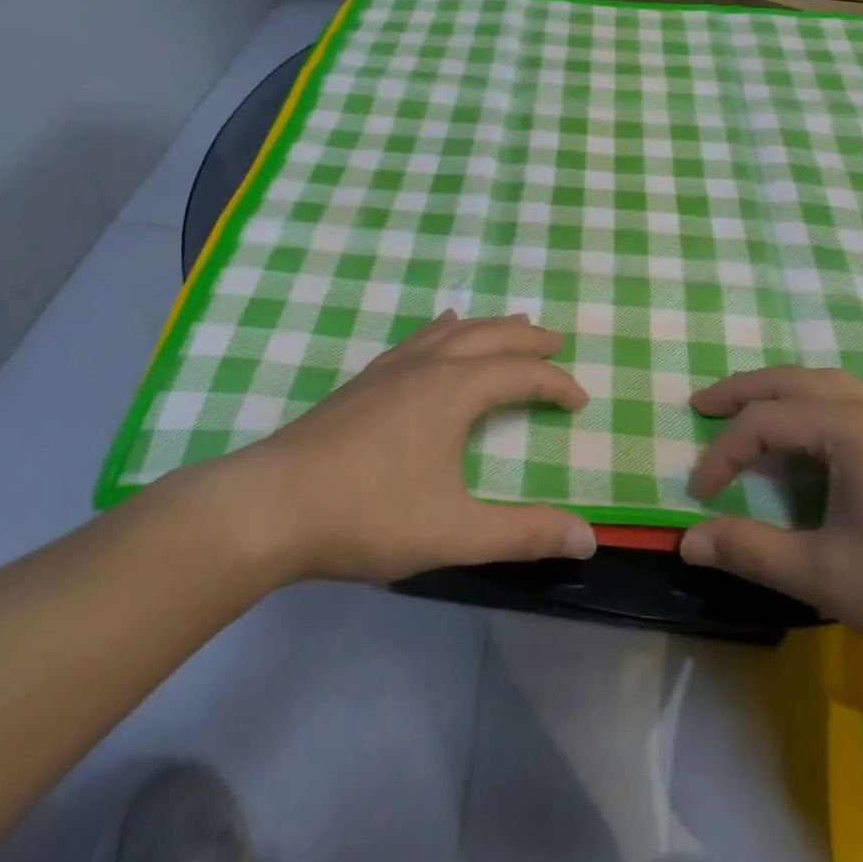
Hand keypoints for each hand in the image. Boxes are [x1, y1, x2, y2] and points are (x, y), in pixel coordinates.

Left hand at [220, 311, 598, 584]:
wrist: (273, 504)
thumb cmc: (368, 515)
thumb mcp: (454, 532)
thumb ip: (522, 533)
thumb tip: (589, 537)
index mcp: (454, 391)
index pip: (520, 375)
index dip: (555, 384)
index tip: (580, 400)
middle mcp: (426, 366)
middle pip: (487, 337)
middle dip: (525, 340)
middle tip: (553, 341)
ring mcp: (390, 369)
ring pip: (450, 332)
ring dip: (486, 327)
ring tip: (509, 324)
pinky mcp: (363, 381)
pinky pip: (416, 340)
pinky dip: (441, 331)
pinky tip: (437, 331)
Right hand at [679, 366, 862, 697]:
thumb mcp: (830, 575)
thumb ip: (753, 551)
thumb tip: (687, 540)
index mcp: (849, 429)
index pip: (763, 424)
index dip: (721, 455)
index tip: (698, 497)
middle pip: (792, 382)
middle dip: (742, 391)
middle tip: (701, 405)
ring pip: (824, 387)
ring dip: (778, 393)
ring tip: (746, 413)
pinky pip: (847, 407)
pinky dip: (809, 409)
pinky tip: (807, 443)